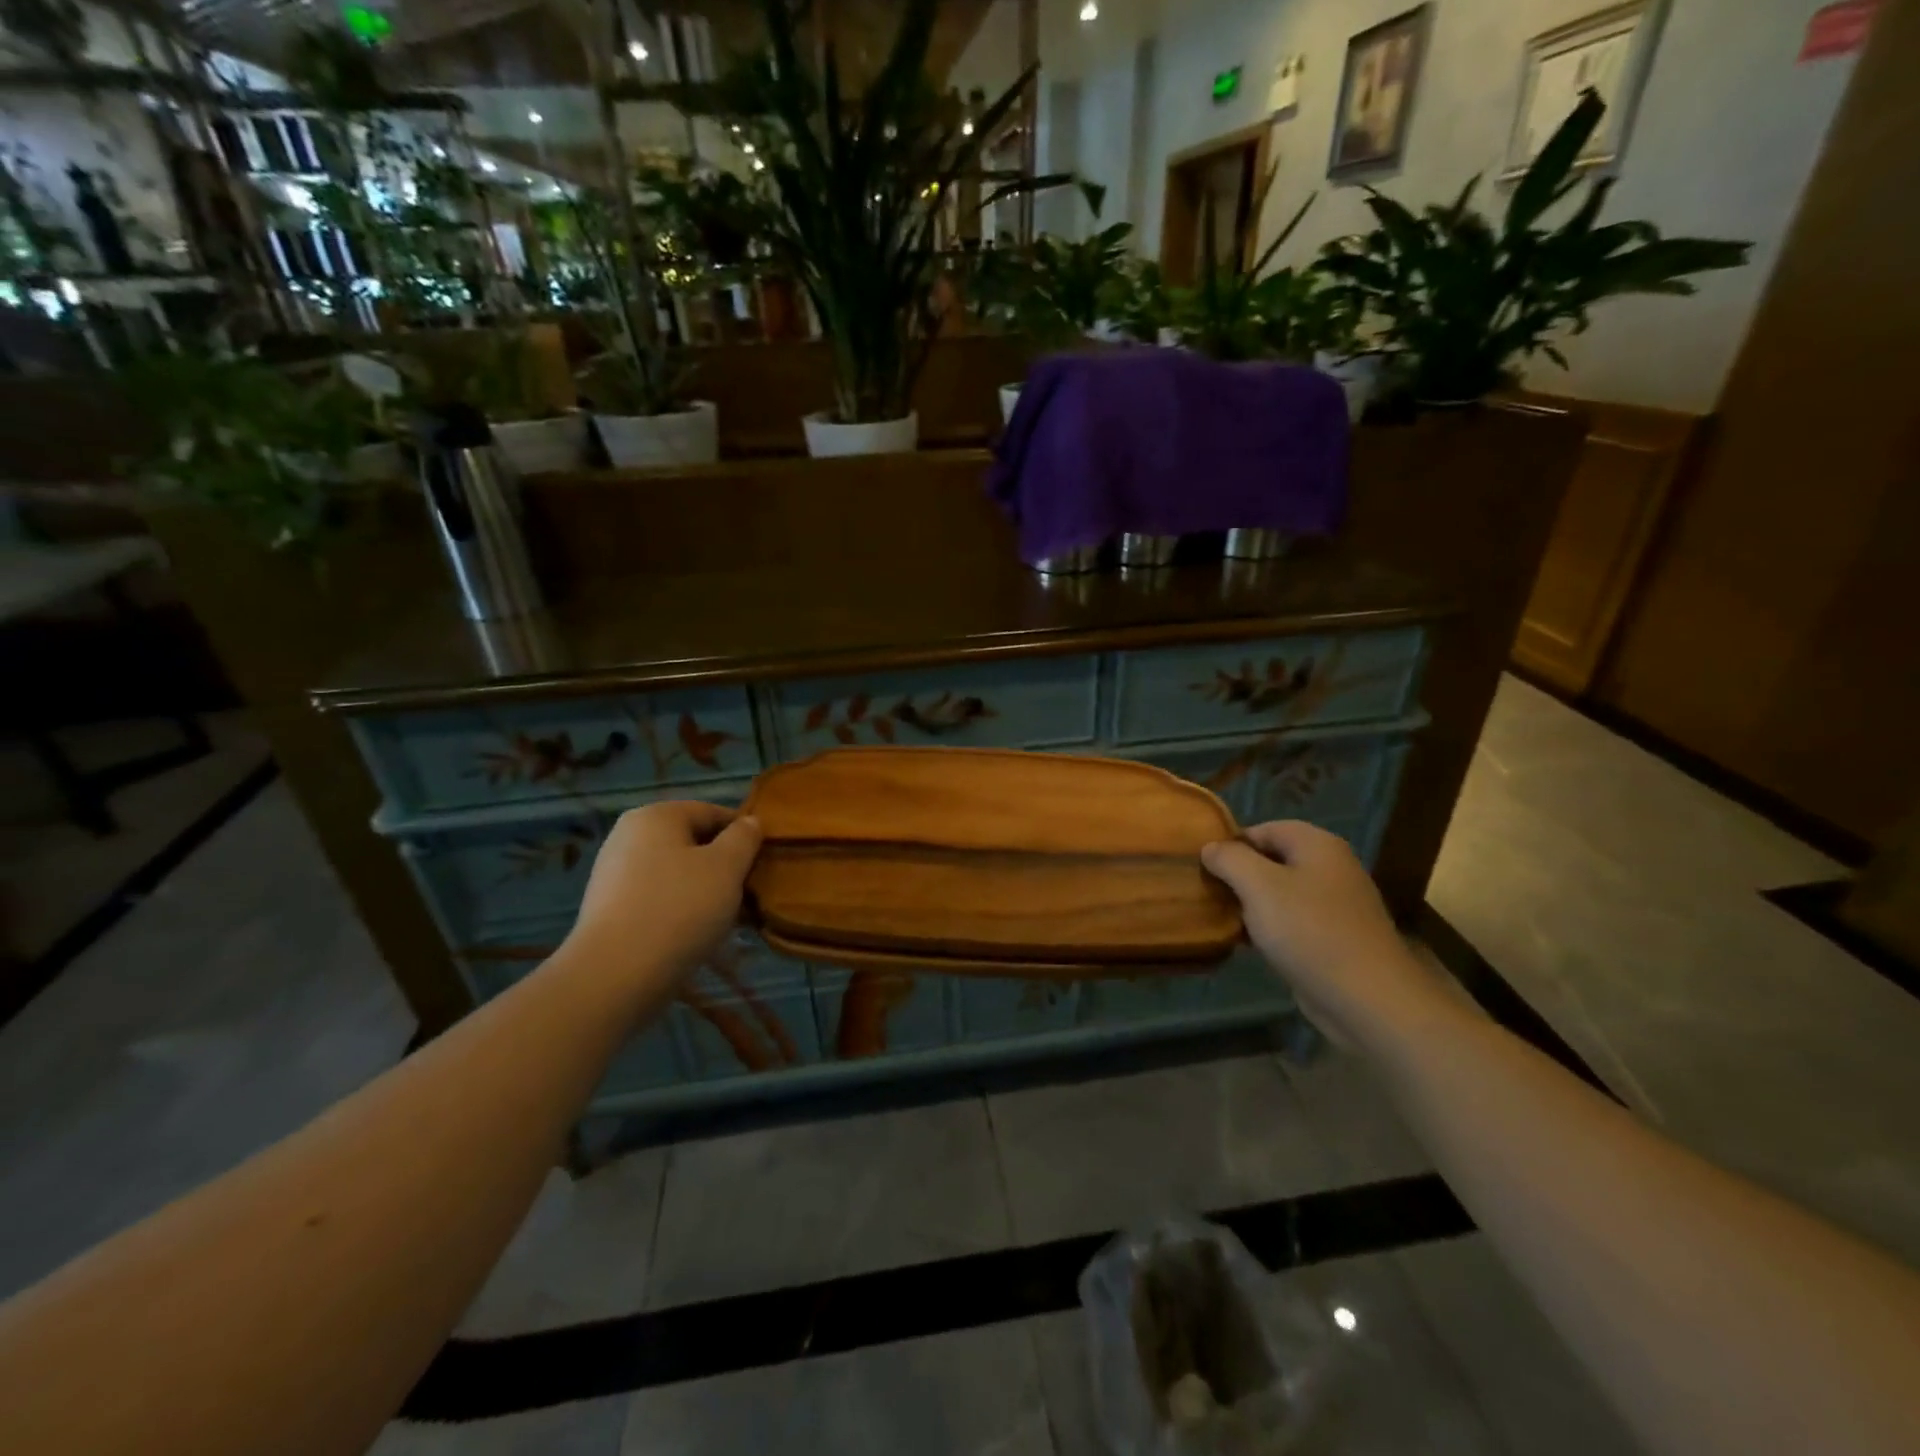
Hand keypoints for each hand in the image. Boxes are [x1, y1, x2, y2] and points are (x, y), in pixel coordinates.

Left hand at [567, 802, 762, 990]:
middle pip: (692, 843)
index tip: (764, 863)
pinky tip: (697, 935)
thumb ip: (744, 838)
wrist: (615, 976)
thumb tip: (750, 822)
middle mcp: (628, 836)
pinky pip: (658, 899)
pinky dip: (681, 910)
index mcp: (656, 815)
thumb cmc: (679, 908)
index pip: (712, 812)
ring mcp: (614, 874)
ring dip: (705, 890)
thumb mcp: (727, 867)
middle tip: (748, 893)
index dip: (744, 834)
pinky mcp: (609, 910)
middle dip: (724, 865)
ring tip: (728, 919)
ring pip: (677, 873)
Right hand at [1201, 821, 1452, 1050]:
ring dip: (1250, 904)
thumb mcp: (1258, 885)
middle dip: (1238, 875)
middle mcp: (1330, 868)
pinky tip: (1248, 944)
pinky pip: (1292, 922)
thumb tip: (1210, 847)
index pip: (1263, 829)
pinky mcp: (1335, 938)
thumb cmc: (1309, 931)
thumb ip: (1229, 859)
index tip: (1204, 867)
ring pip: (1280, 893)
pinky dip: (1269, 928)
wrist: (1367, 999)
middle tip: (1208, 893)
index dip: (1231, 844)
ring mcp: (1335, 905)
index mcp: (1317, 844)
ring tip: (1221, 918)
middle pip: (1272, 860)